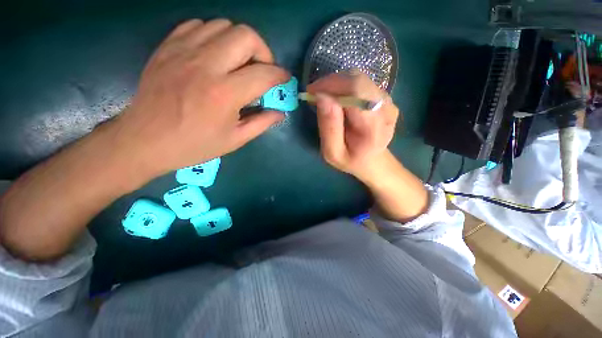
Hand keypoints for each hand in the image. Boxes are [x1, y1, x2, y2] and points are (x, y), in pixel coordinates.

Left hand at [114, 19, 288, 178]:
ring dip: (239, 42)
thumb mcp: (235, 140)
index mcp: (225, 94)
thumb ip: (262, 123)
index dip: (280, 75)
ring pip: (223, 25)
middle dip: (263, 51)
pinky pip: (198, 25)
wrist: (145, 140)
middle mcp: (206, 65)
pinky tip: (214, 55)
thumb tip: (280, 113)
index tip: (285, 79)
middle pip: (246, 35)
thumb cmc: (195, 144)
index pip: (264, 74)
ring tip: (239, 63)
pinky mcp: (168, 47)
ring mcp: (184, 51)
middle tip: (261, 69)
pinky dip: (214, 36)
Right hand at [306, 72, 399, 181]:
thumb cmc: (350, 160)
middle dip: (331, 83)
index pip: (356, 91)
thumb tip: (321, 96)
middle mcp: (385, 109)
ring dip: (337, 84)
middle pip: (358, 80)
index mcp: (373, 127)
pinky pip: (361, 83)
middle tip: (315, 94)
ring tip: (324, 97)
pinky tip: (337, 100)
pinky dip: (344, 87)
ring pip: (359, 78)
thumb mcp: (332, 152)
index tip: (311, 92)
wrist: (372, 160)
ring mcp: (387, 101)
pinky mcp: (384, 97)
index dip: (331, 86)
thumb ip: (328, 127)